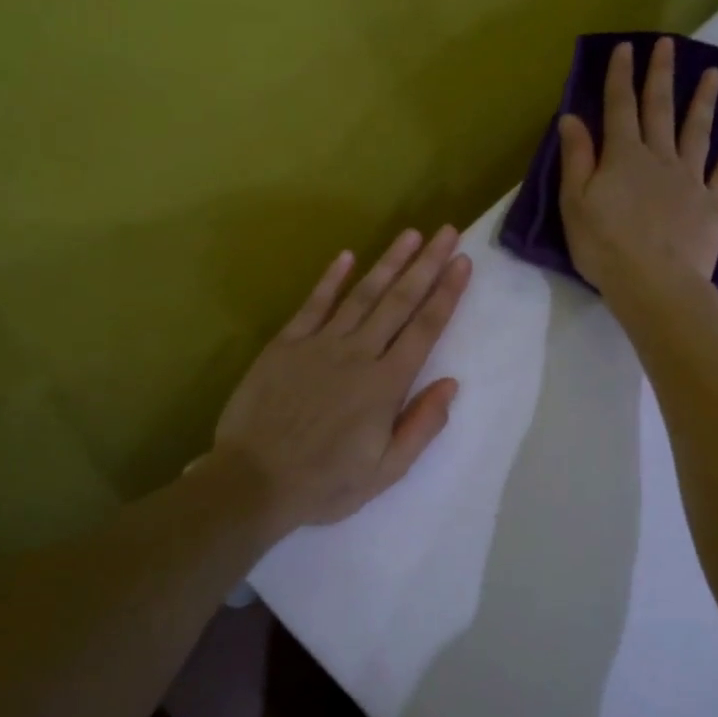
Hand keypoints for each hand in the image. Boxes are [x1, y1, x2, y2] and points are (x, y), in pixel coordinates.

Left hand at [212, 227, 472, 532]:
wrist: (253, 482)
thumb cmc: (325, 483)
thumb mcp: (386, 471)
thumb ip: (422, 426)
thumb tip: (451, 383)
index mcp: (385, 385)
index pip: (424, 329)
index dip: (446, 294)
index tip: (464, 263)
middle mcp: (357, 354)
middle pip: (399, 301)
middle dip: (426, 264)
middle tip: (448, 233)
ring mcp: (319, 345)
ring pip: (362, 295)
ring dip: (388, 262)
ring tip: (410, 234)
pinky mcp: (286, 345)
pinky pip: (313, 305)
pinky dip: (331, 279)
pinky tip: (347, 256)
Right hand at [557, 37, 717, 302]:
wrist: (655, 284)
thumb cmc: (605, 247)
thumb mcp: (575, 204)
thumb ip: (576, 159)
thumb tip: (572, 118)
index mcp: (623, 157)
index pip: (619, 108)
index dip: (621, 77)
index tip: (626, 48)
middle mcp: (659, 158)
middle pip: (660, 110)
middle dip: (661, 76)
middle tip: (668, 45)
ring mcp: (690, 179)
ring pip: (697, 131)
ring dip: (704, 101)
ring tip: (713, 74)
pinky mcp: (713, 204)